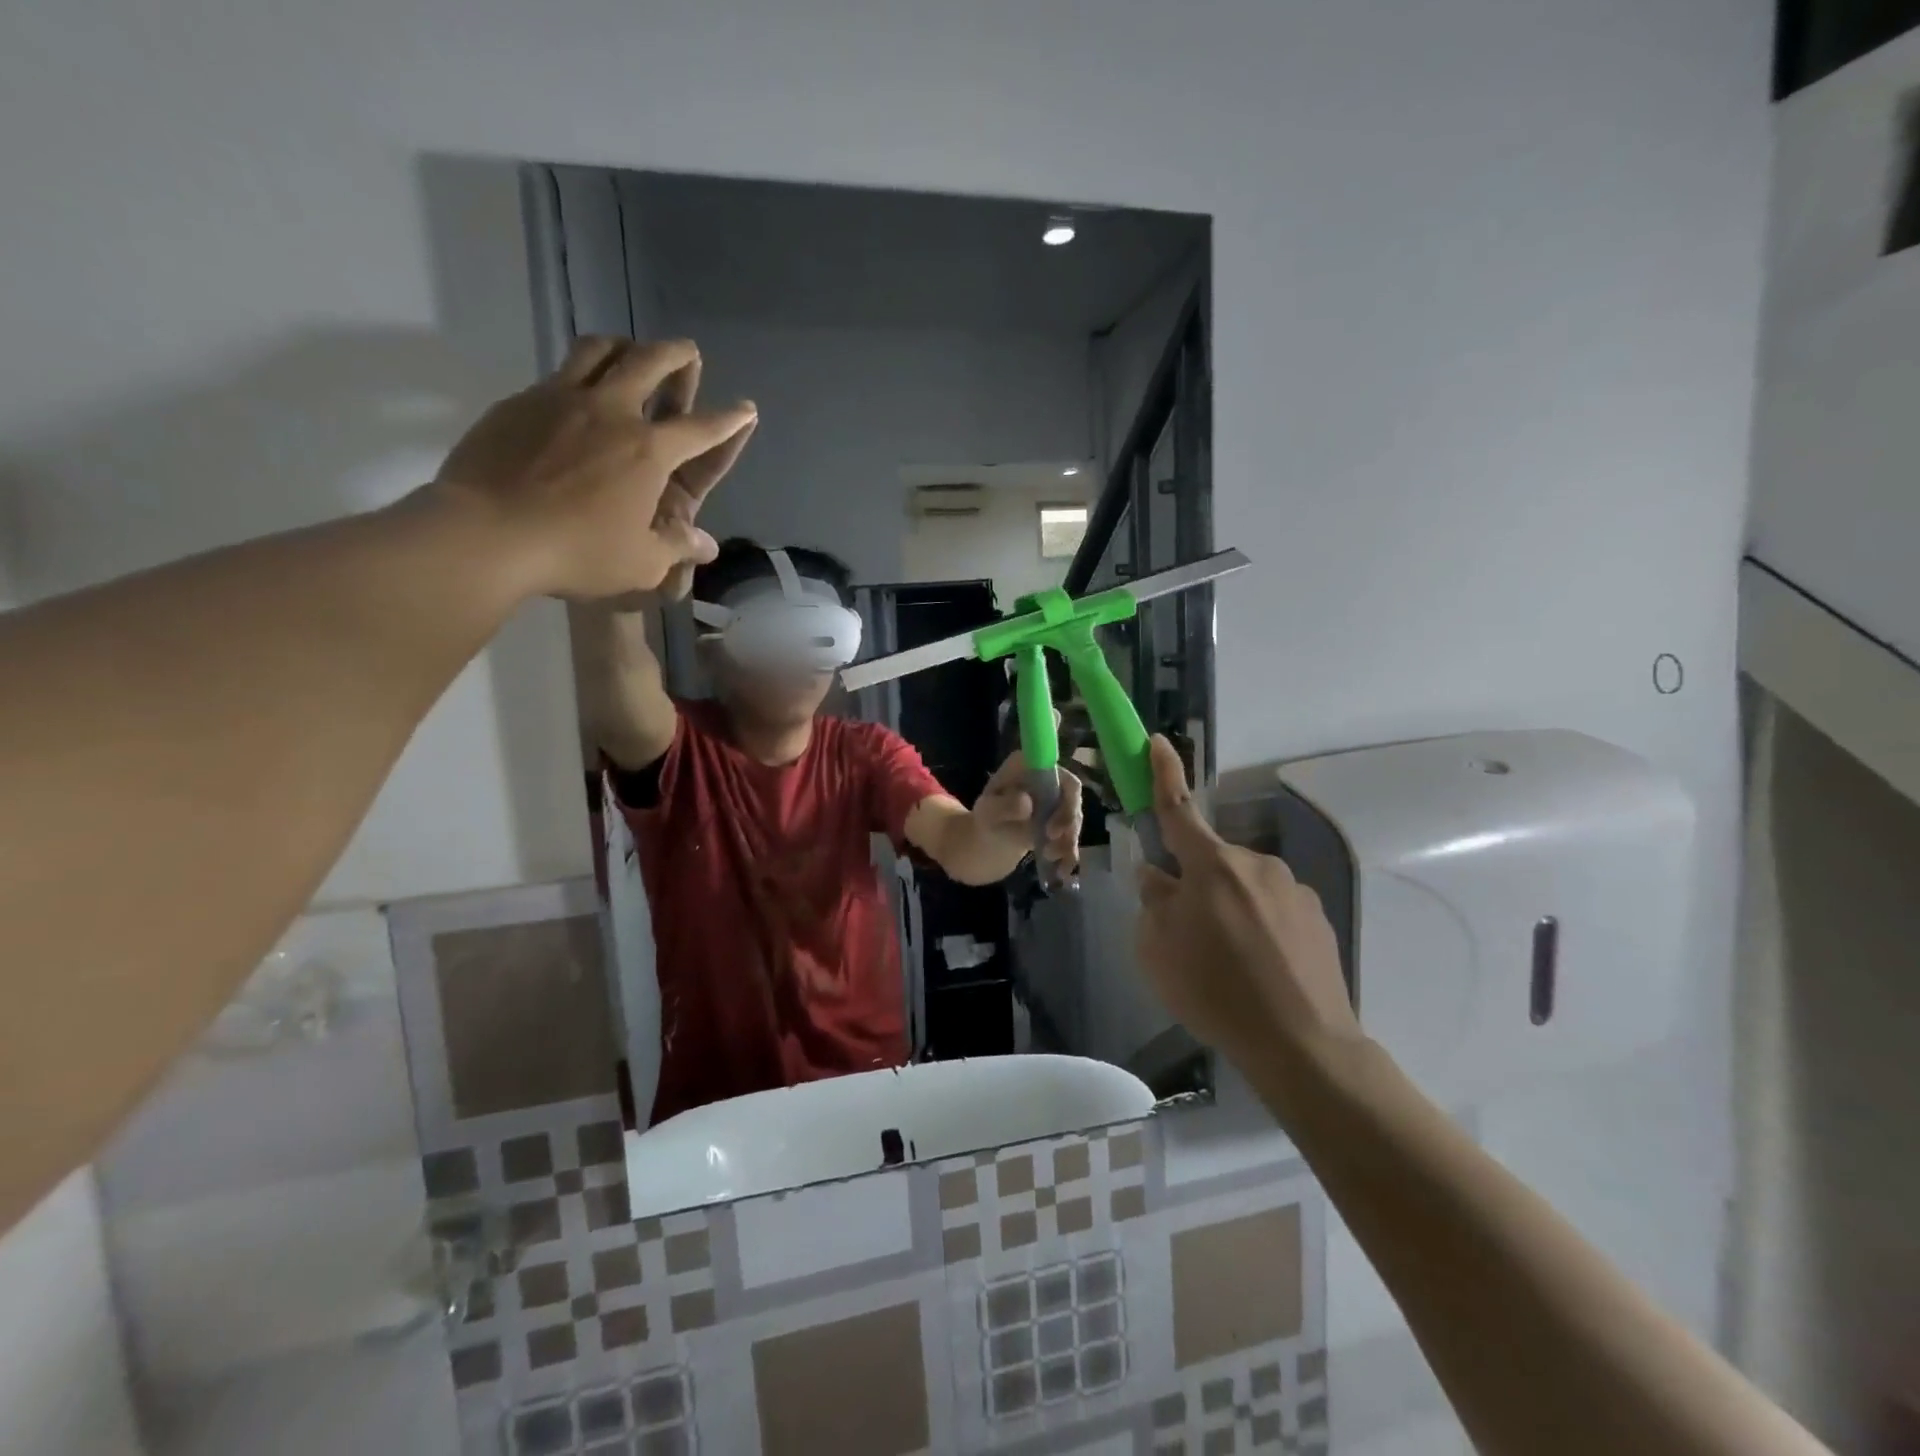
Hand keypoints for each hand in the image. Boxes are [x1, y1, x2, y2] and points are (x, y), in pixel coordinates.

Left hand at [431, 337, 756, 600]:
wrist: (487, 534)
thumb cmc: (576, 552)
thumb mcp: (640, 563)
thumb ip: (677, 548)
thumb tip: (706, 545)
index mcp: (649, 452)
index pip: (701, 429)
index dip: (729, 420)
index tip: (746, 408)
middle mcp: (611, 412)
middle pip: (649, 363)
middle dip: (676, 354)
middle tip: (687, 351)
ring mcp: (561, 399)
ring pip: (599, 350)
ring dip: (623, 345)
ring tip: (631, 349)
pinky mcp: (521, 402)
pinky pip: (558, 373)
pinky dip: (579, 372)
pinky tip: (576, 391)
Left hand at [973, 750, 1083, 873]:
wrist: (987, 840)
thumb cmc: (986, 819)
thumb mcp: (987, 812)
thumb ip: (1004, 806)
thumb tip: (1027, 803)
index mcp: (1028, 766)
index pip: (1056, 770)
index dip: (1065, 793)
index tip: (1054, 823)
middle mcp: (1048, 778)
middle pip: (1071, 795)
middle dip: (1067, 821)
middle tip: (1052, 840)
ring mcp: (1057, 800)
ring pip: (1074, 817)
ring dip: (1067, 839)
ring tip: (1050, 857)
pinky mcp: (1061, 822)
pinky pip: (1072, 835)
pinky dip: (1070, 853)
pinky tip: (1063, 870)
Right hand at [1134, 736, 1360, 1070]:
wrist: (1301, 1043)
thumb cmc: (1214, 989)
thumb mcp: (1157, 948)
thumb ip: (1153, 901)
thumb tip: (1158, 877)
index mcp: (1212, 865)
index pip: (1179, 809)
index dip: (1163, 775)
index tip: (1157, 742)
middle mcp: (1255, 864)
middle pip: (1210, 861)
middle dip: (1194, 883)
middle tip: (1187, 934)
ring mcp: (1292, 889)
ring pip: (1242, 887)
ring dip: (1228, 907)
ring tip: (1229, 962)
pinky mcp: (1317, 917)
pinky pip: (1272, 909)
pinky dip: (1259, 927)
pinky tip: (1261, 969)